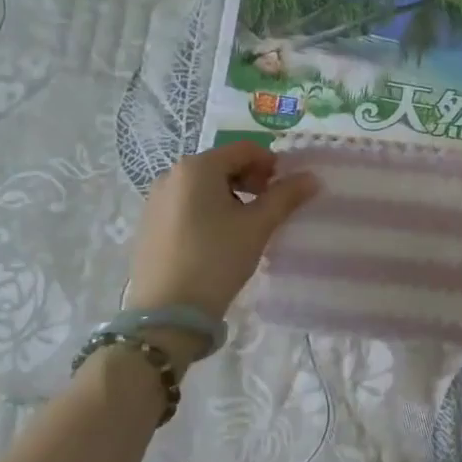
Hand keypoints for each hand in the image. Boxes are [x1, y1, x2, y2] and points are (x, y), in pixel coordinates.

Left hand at [125, 143, 317, 347]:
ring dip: (231, 196)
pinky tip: (218, 240)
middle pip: (222, 165)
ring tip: (246, 227)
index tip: (287, 190)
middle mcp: (171, 175)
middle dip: (251, 181)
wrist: (167, 312)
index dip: (271, 164)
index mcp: (197, 167)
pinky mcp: (149, 223)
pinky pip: (186, 204)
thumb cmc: (216, 259)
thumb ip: (286, 196)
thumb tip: (312, 178)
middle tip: (269, 209)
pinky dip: (208, 211)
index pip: (244, 150)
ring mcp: (156, 199)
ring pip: (204, 186)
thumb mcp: (257, 227)